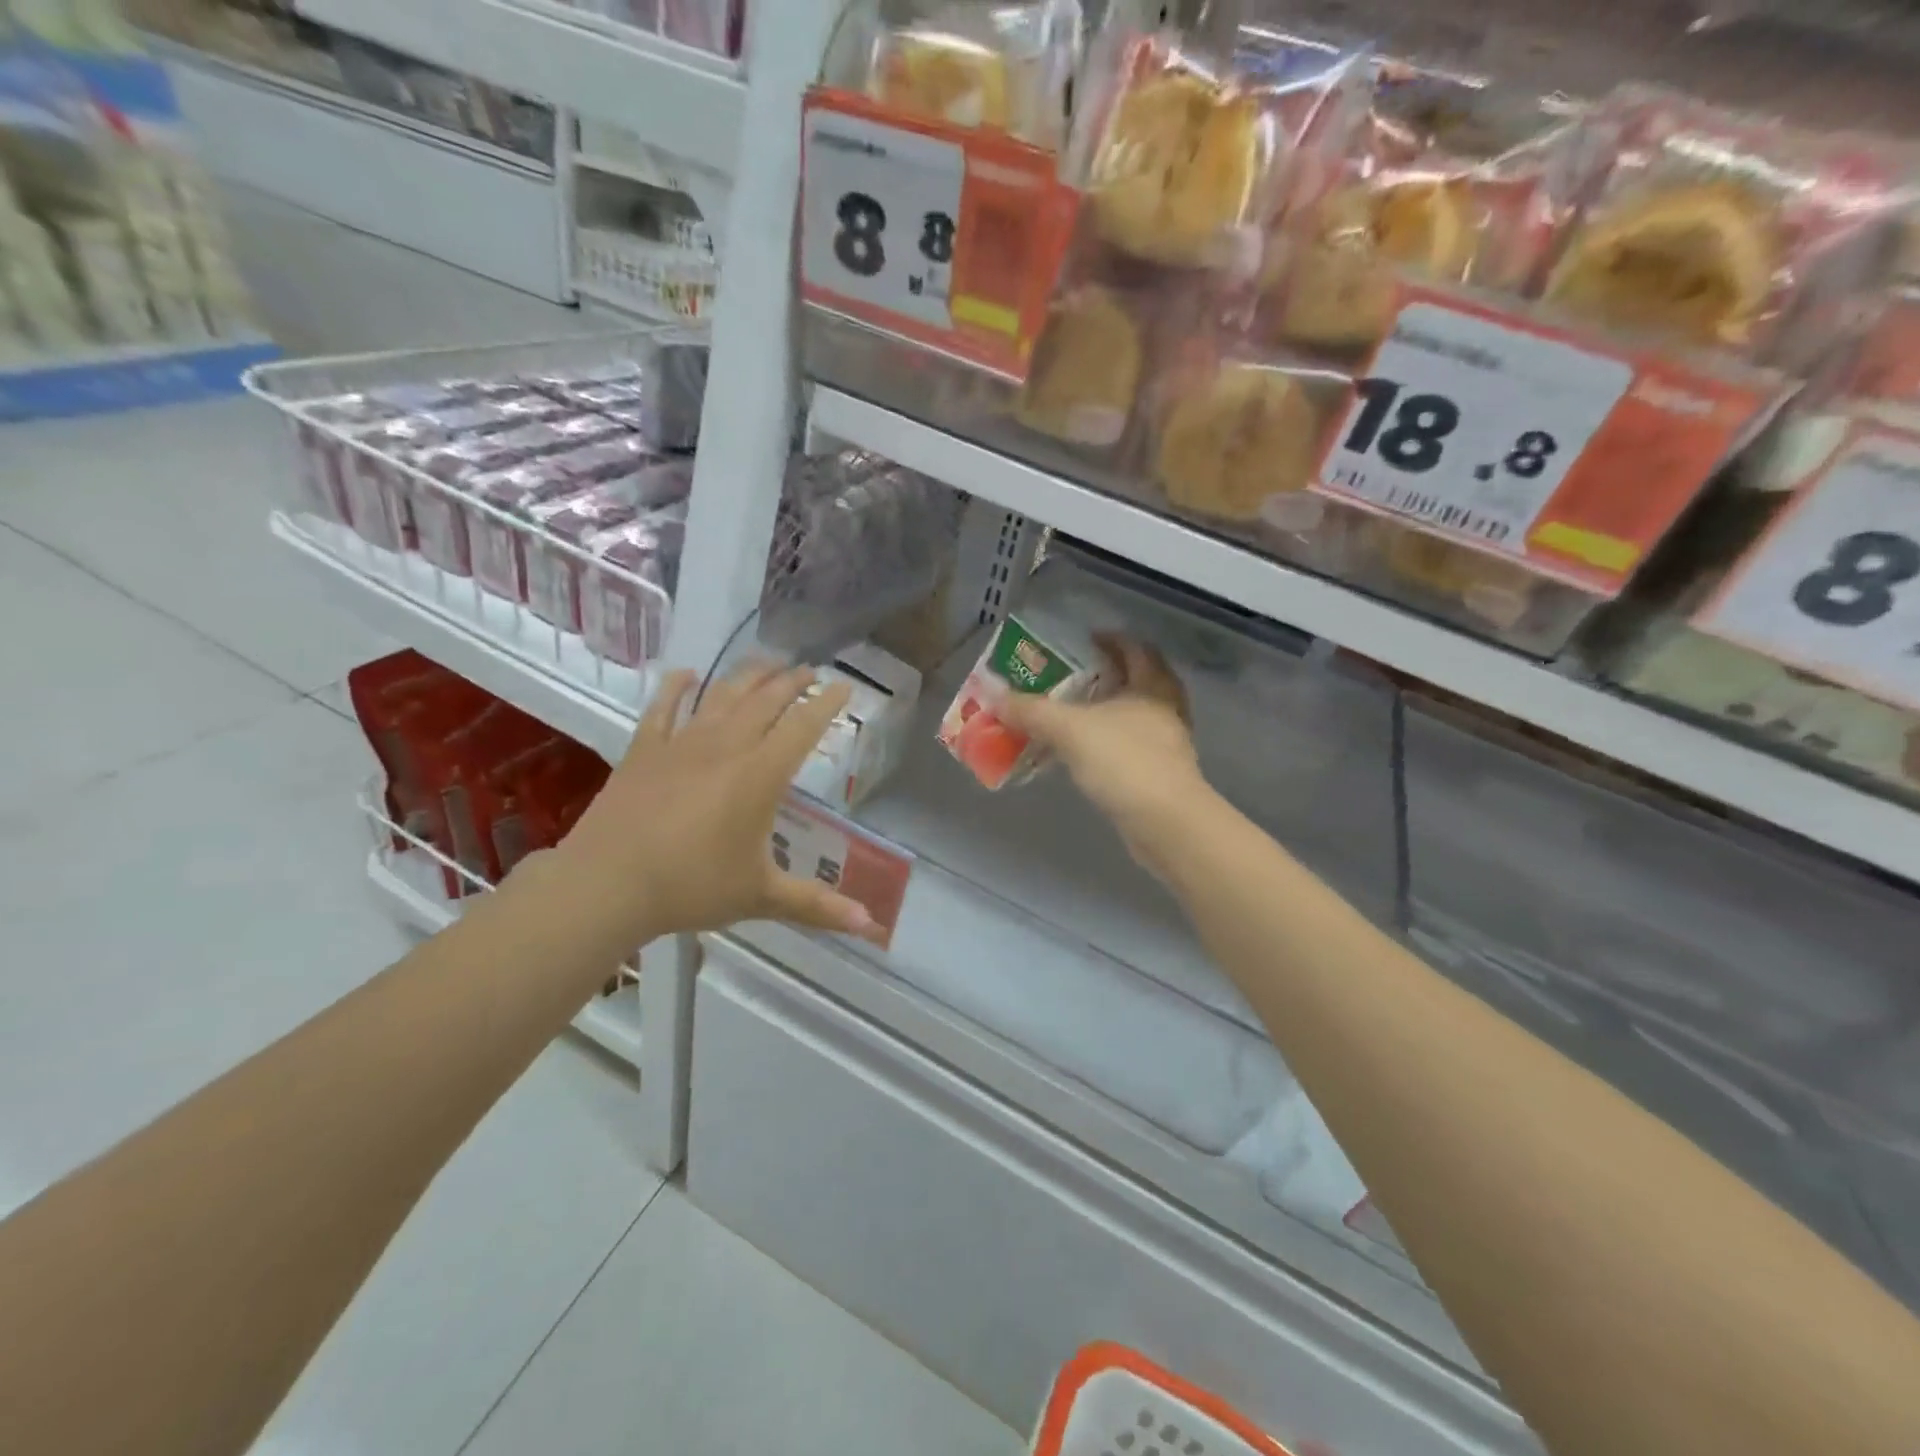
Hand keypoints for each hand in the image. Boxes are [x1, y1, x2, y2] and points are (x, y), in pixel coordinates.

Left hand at [559, 663, 873, 945]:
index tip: (844, 686)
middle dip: (792, 681)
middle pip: (765, 700)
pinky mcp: (644, 750)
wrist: (607, 885)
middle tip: (809, 669)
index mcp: (760, 775)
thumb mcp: (762, 897)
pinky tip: (685, 674)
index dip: (826, 704)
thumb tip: (870, 925)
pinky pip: (663, 708)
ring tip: (767, 661)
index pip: (803, 727)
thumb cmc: (692, 887)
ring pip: (721, 695)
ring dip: (748, 675)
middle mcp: (726, 747)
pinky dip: (676, 688)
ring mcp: (681, 743)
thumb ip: (818, 906)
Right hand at [994, 633, 1210, 871]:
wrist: (1165, 823)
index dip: (1109, 639)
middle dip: (1103, 677)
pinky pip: (1127, 748)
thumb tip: (994, 696)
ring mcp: (1166, 743)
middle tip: (1068, 679)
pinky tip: (1079, 755)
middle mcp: (1165, 708)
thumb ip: (1031, 710)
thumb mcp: (1069, 729)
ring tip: (1067, 715)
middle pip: (1136, 681)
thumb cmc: (1124, 761)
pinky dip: (1104, 745)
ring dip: (1102, 713)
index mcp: (1152, 684)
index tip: (1081, 641)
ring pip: (1131, 716)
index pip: (1135, 647)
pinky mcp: (1159, 775)